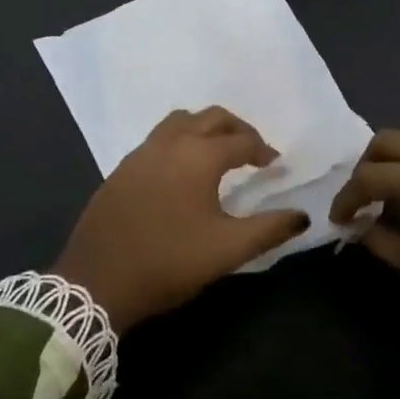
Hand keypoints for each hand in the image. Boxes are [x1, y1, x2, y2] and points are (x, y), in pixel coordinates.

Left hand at [54, 107, 308, 332]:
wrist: (97, 281)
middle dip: (237, 128)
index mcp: (199, 156)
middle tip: (253, 150)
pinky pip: (158, 138)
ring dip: (204, 128)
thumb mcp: (227, 250)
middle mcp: (170, 143)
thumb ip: (269, 229)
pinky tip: (181, 170)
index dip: (263, 150)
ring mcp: (141, 152)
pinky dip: (179, 140)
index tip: (275, 165)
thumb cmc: (169, 262)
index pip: (241, 141)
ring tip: (218, 152)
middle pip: (211, 117)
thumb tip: (302, 216)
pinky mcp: (122, 168)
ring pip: (180, 121)